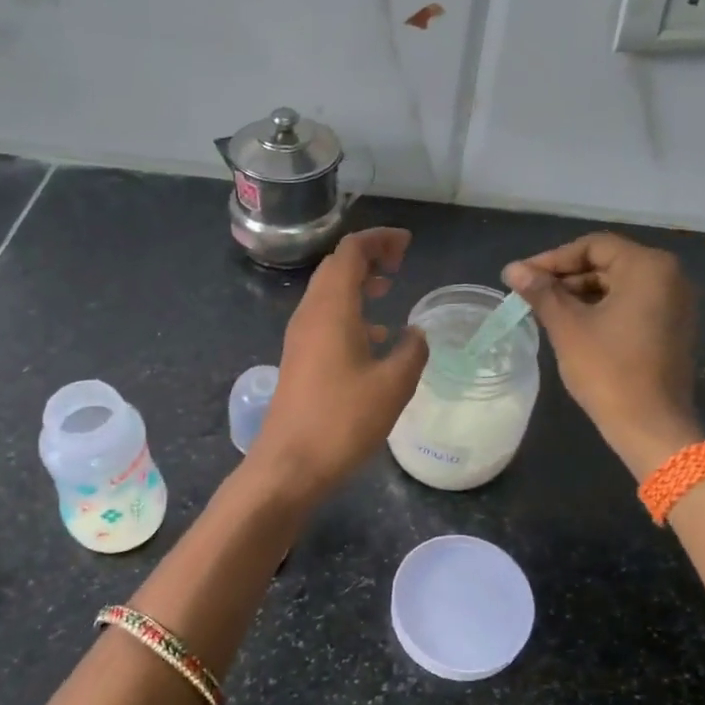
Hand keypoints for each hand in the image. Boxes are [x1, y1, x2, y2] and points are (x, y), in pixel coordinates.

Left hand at [247, 227, 427, 503]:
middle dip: (368, 256)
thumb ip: (412, 352)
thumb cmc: (342, 421)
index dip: (379, 240)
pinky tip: (375, 338)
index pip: (351, 251)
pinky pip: (325, 319)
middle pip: (336, 267)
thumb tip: (416, 334)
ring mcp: (300, 338)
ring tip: (389, 290)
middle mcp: (310, 314)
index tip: (408, 244)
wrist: (289, 465)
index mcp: (332, 308)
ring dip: (358, 284)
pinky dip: (350, 313)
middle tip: (400, 263)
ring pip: (329, 293)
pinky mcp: (299, 360)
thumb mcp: (393, 385)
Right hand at [503, 232, 701, 478]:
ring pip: (618, 284)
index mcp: (648, 267)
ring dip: (581, 294)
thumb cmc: (608, 371)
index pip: (592, 246)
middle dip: (566, 277)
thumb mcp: (568, 327)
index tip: (522, 278)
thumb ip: (541, 292)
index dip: (552, 259)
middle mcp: (670, 276)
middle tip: (530, 295)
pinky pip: (632, 304)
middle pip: (607, 262)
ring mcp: (675, 303)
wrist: (651, 427)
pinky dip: (602, 309)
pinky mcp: (672, 326)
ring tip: (545, 311)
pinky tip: (573, 325)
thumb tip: (512, 269)